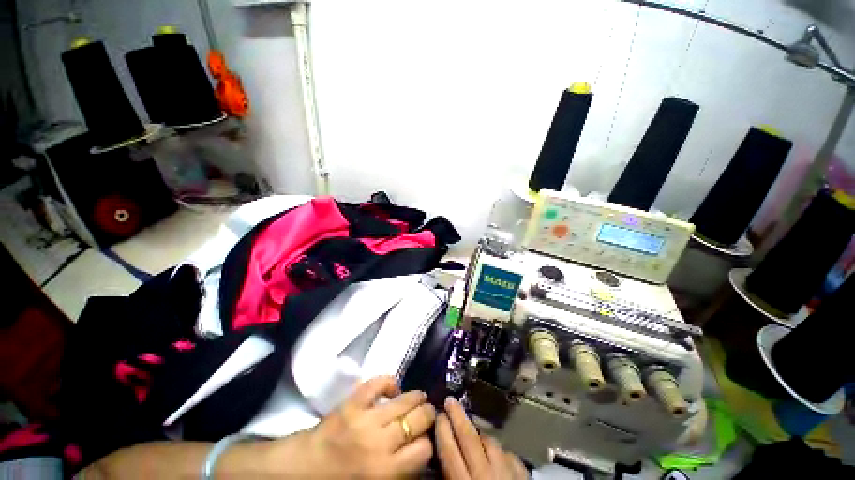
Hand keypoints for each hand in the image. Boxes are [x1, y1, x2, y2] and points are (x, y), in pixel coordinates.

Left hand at [296, 376, 435, 477]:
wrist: (305, 468)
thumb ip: (400, 471)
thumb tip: (421, 449)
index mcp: (386, 472)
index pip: (423, 449)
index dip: (428, 441)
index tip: (426, 436)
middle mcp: (380, 444)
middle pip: (418, 420)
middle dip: (427, 413)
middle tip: (428, 411)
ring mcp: (366, 419)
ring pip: (404, 401)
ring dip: (416, 396)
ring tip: (419, 396)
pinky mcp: (353, 402)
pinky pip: (378, 383)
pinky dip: (389, 382)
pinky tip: (393, 388)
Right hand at [436, 397, 527, 479]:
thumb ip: (452, 478)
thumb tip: (442, 461)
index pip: (450, 452)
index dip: (443, 431)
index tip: (438, 414)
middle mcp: (485, 476)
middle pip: (469, 438)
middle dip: (457, 417)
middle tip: (450, 400)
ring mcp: (507, 474)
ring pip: (489, 442)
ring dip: (479, 433)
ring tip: (472, 430)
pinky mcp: (523, 476)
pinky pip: (509, 454)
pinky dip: (500, 451)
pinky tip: (497, 454)